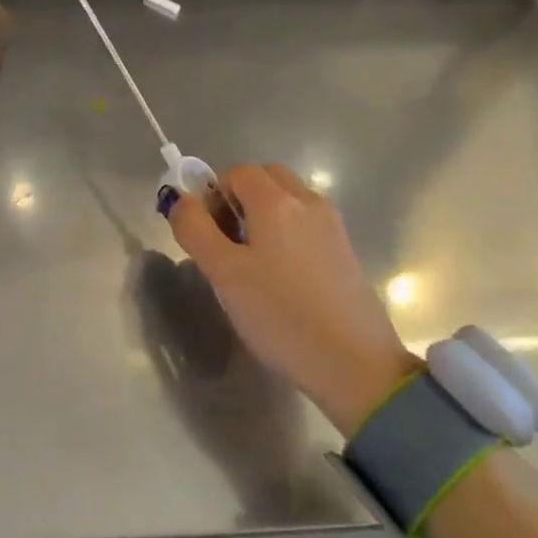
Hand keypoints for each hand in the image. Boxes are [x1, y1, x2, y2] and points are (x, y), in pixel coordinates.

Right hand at [168, 164, 420, 436]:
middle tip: (227, 244)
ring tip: (254, 266)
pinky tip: (283, 280)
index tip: (207, 235)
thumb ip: (194, 228)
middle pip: (266, 178)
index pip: (236, 172)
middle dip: (239, 199)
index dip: (213, 194)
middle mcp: (308, 201)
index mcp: (276, 201)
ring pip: (288, 200)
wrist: (356, 364)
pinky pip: (307, 224)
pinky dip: (287, 234)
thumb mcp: (224, 273)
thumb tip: (180, 200)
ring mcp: (332, 225)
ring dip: (264, 216)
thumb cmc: (281, 315)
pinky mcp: (345, 251)